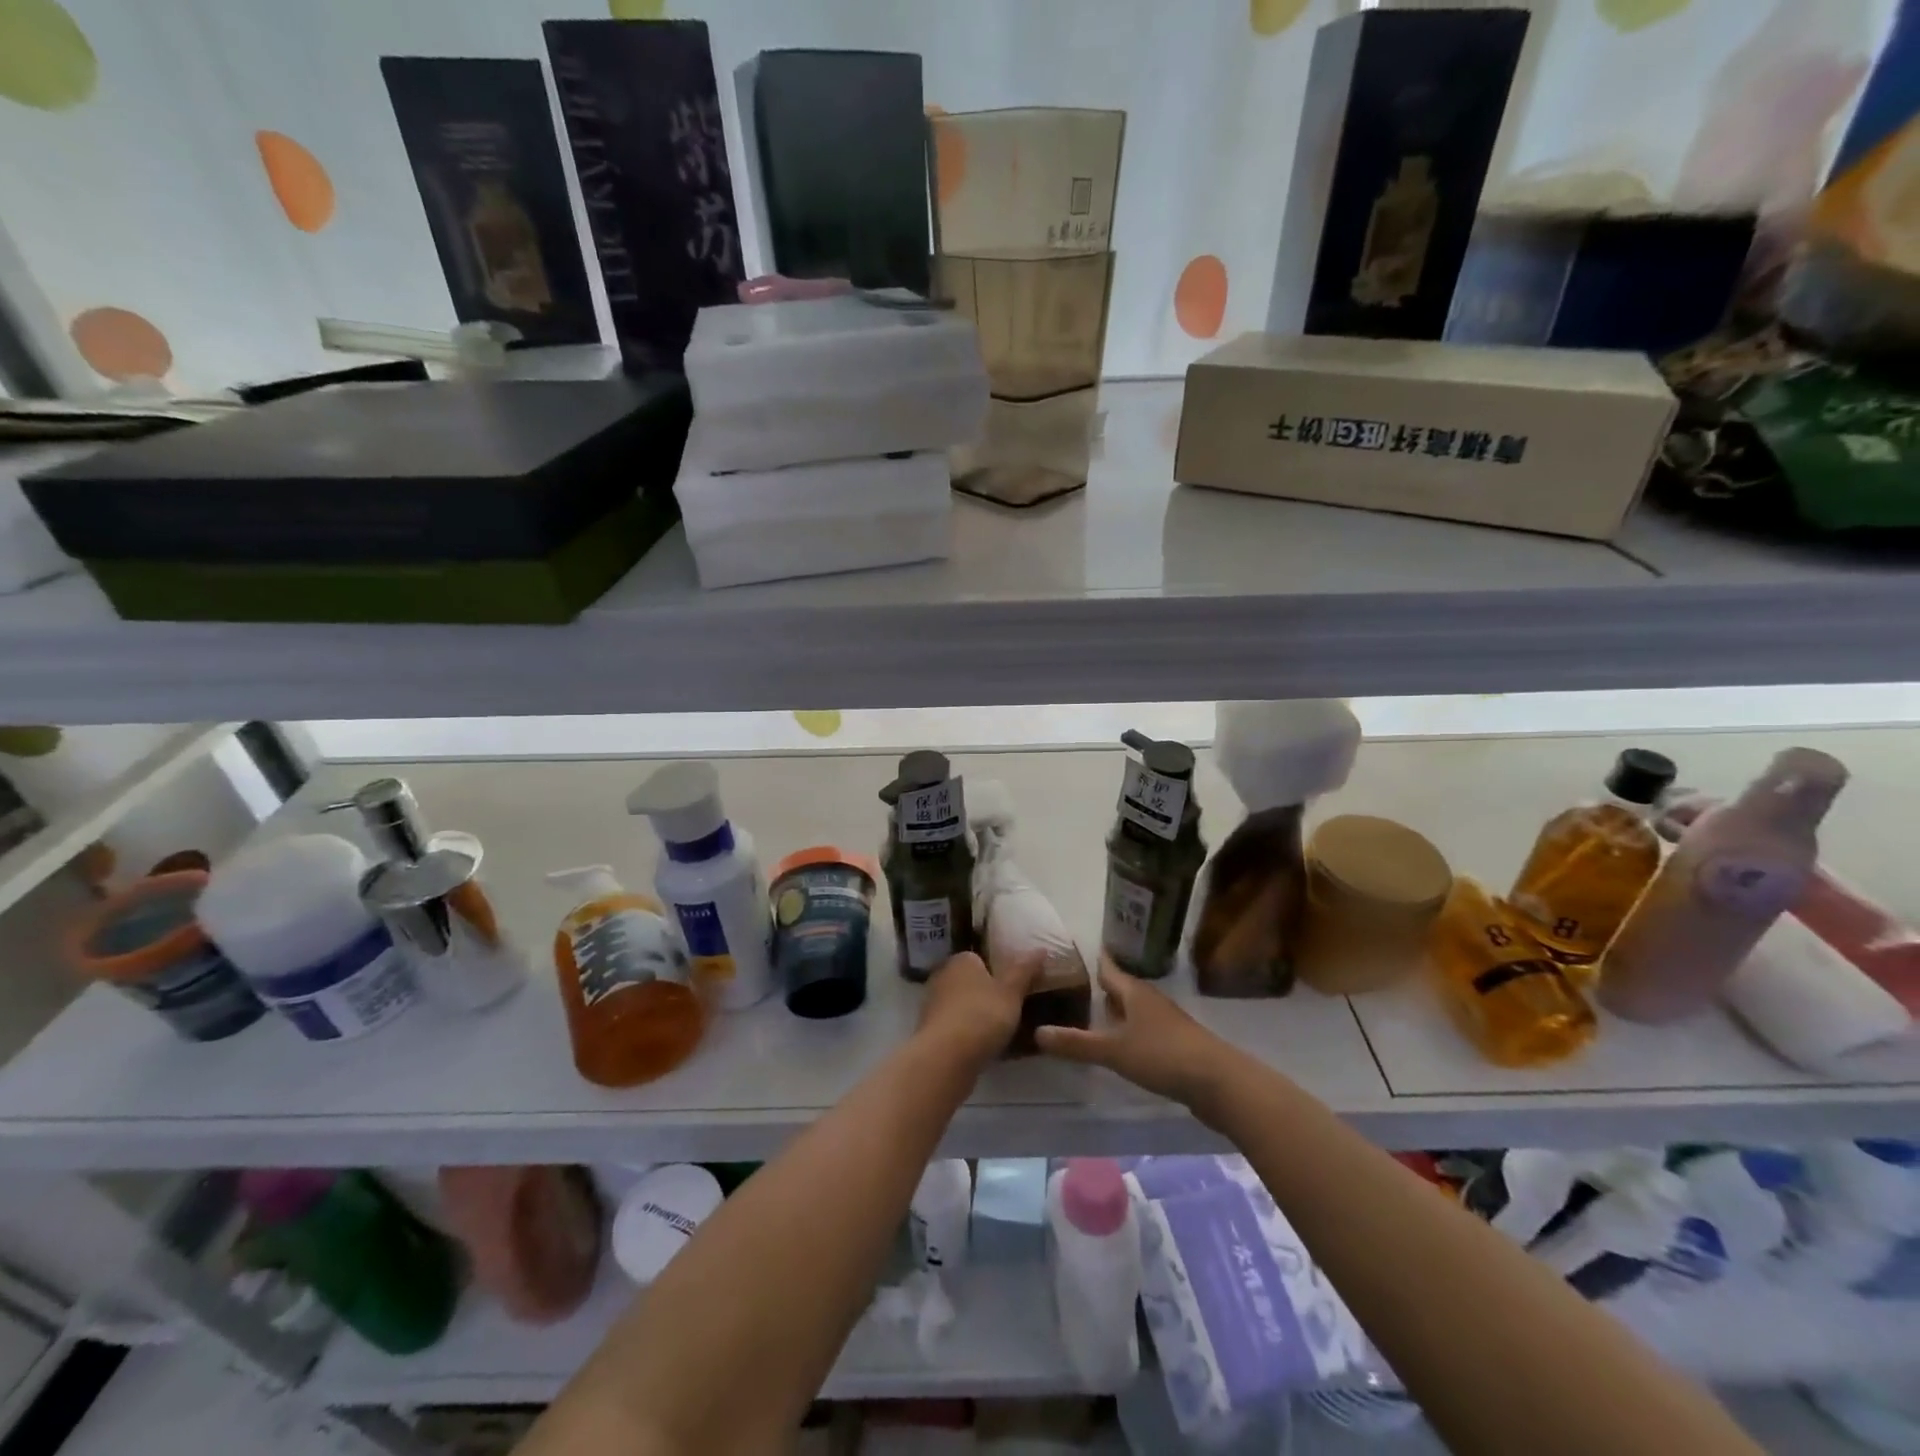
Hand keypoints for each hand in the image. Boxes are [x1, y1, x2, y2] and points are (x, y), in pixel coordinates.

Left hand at [918, 950, 1038, 1066]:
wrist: (945, 1058)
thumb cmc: (981, 1015)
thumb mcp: (1011, 991)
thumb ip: (1025, 970)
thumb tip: (1041, 948)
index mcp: (961, 960)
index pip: (981, 958)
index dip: (999, 971)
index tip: (1016, 987)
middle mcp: (943, 976)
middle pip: (971, 982)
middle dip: (988, 994)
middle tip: (1013, 1010)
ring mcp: (933, 1004)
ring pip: (963, 1006)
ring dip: (978, 1016)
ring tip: (1004, 1032)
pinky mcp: (931, 1031)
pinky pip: (956, 1027)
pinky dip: (969, 1035)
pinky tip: (986, 1049)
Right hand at [1036, 957, 1233, 1109]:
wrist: (1219, 1082)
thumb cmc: (1163, 1056)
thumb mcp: (1114, 1051)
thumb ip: (1076, 1043)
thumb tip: (1036, 1032)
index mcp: (1134, 992)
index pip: (1108, 968)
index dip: (1091, 960)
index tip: (1070, 952)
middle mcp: (1149, 1000)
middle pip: (1121, 988)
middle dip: (1099, 988)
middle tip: (1070, 988)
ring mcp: (1165, 1022)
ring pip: (1133, 1010)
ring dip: (1114, 1012)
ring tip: (1089, 1016)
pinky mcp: (1175, 1044)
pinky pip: (1143, 1030)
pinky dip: (1127, 1032)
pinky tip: (1117, 1045)